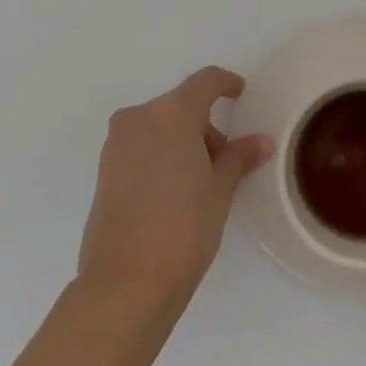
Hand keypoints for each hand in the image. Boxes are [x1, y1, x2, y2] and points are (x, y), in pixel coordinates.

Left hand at [78, 67, 272, 308]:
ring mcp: (116, 144)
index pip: (204, 82)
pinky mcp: (104, 171)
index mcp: (171, 113)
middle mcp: (139, 119)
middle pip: (181, 107)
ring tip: (200, 184)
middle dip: (205, 126)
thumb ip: (239, 157)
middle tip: (224, 163)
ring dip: (182, 142)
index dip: (225, 83)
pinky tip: (174, 193)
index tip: (240, 93)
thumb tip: (261, 141)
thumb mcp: (220, 189)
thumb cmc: (184, 226)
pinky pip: (142, 148)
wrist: (126, 282)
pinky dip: (161, 157)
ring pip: (159, 128)